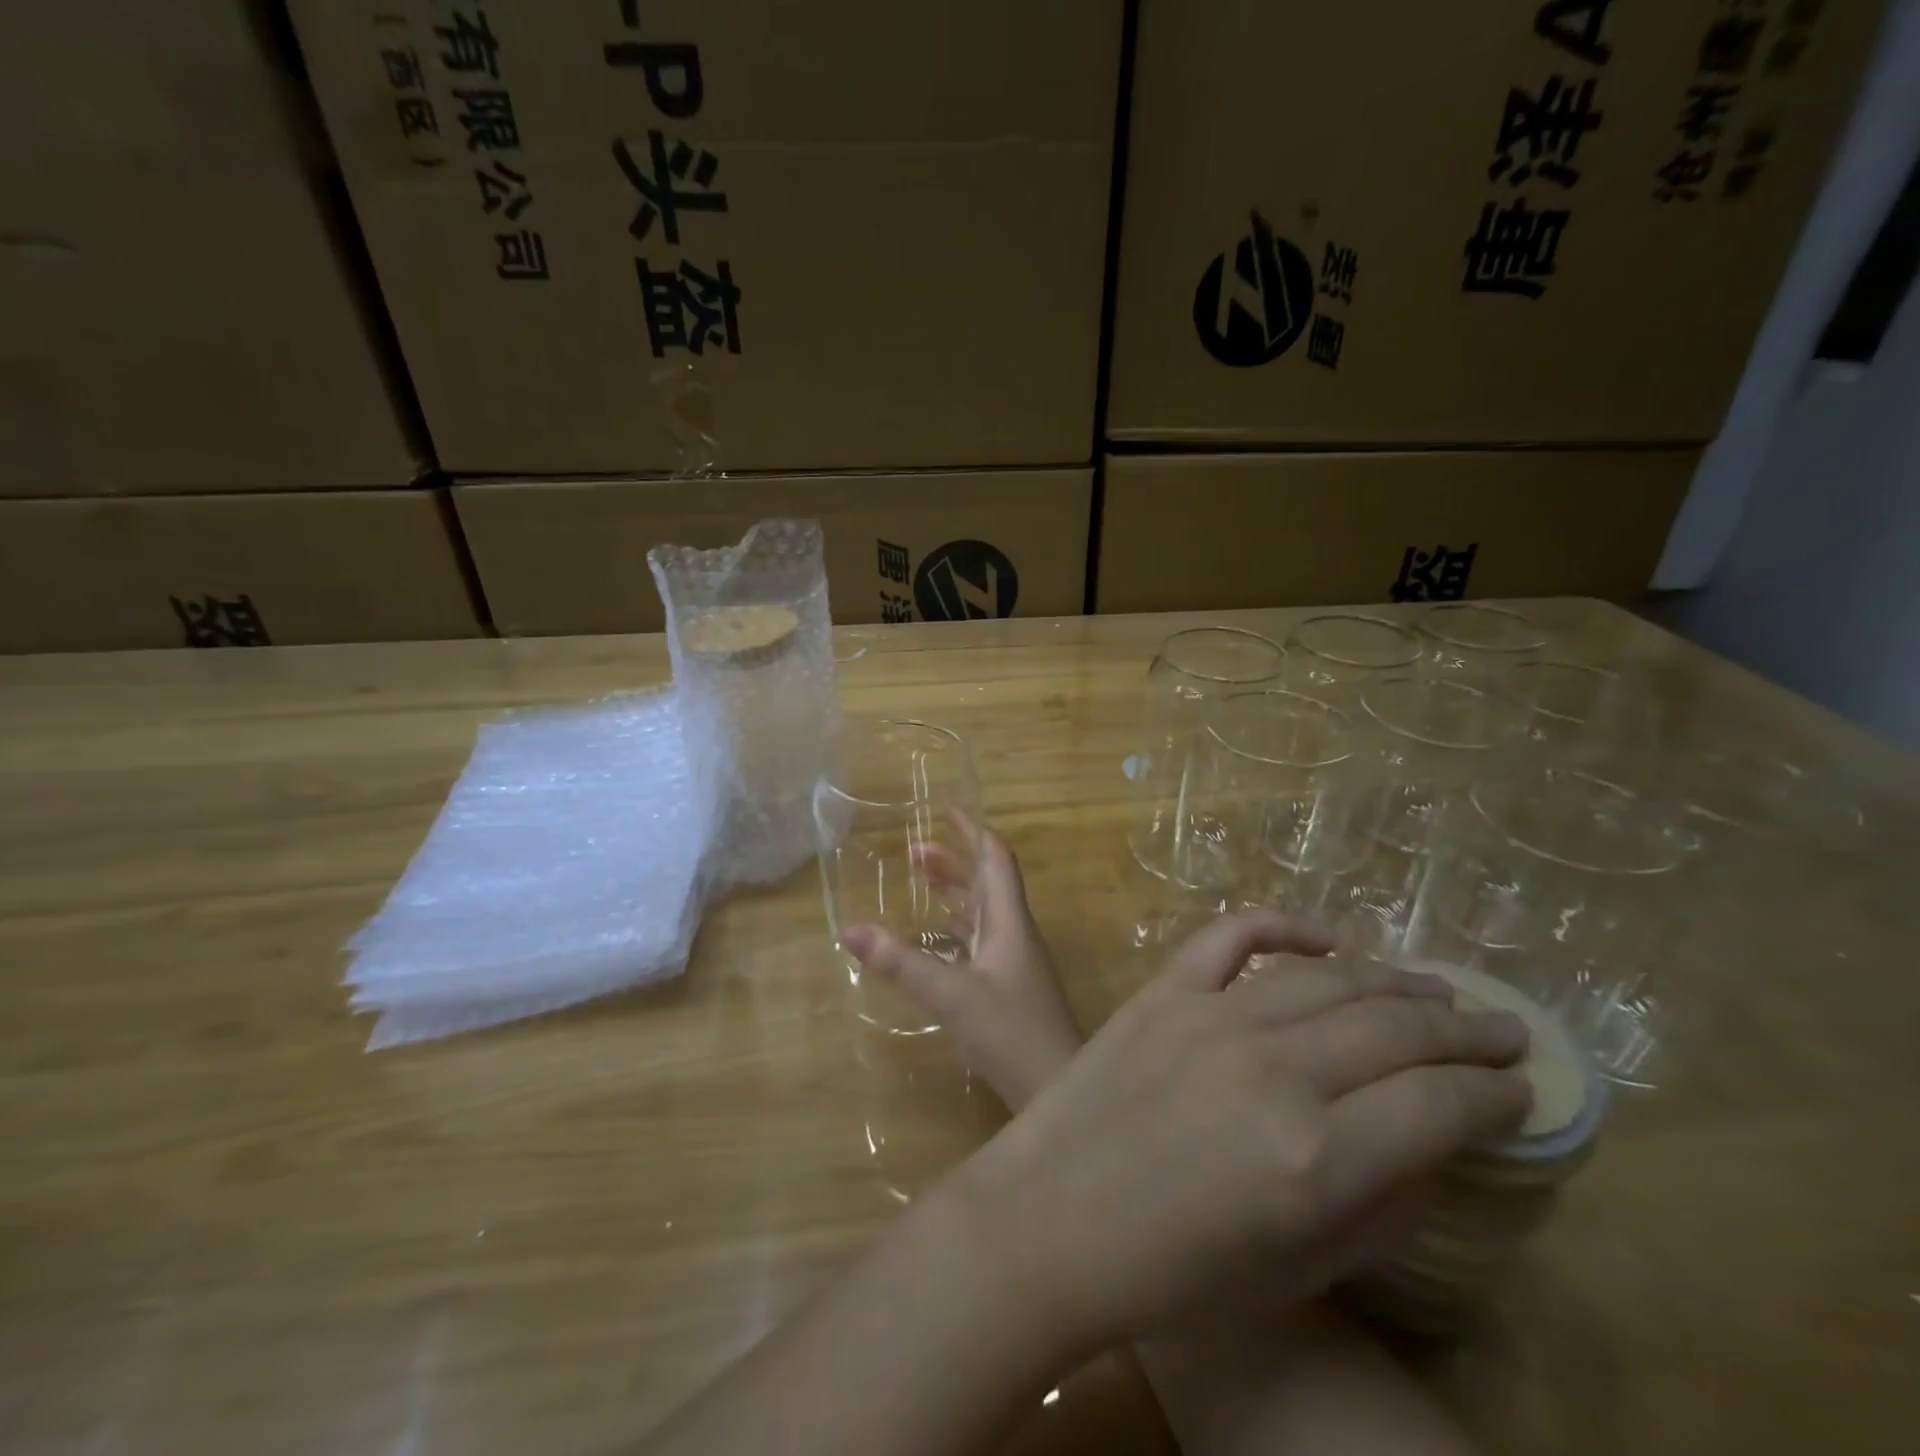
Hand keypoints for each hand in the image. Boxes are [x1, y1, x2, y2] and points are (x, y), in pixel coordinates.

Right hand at [841, 812, 1082, 1111]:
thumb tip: (849, 930)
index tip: (945, 810)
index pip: (995, 859)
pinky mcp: (1007, 988)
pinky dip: (954, 930)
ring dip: (953, 893)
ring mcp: (1013, 962)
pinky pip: (978, 942)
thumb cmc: (1011, 1032)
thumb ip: (901, 964)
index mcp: (1009, 921)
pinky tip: (933, 941)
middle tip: (912, 854)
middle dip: (952, 862)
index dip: (973, 831)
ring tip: (918, 885)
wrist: (1058, 1087)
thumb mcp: (950, 996)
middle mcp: (1014, 933)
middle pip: (986, 883)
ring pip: (982, 913)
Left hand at [948, 911, 1531, 1354]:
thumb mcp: (1297, 1269)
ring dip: (1391, 982)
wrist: (1048, 1221)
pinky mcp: (1162, 991)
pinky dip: (1283, 926)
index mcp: (1317, 1156)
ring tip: (1434, 991)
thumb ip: (1376, 1204)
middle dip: (1464, 1031)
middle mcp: (1274, 1069)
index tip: (1521, 1091)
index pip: (1440, 1105)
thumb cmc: (1172, 1274)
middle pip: (1396, 1029)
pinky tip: (1325, 935)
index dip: (1495, 1096)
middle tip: (1501, 1029)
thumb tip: (1431, 1145)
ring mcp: (1211, 1017)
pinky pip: (1231, 937)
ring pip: (1327, 978)